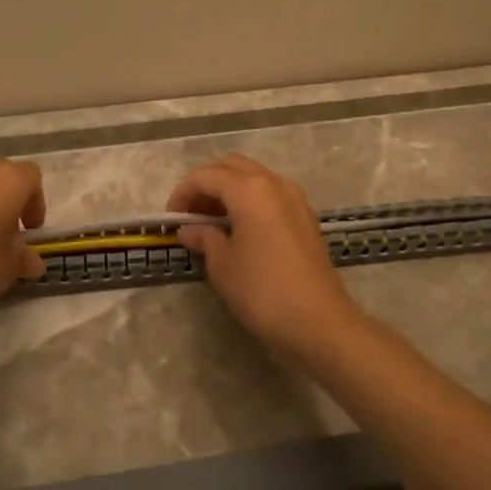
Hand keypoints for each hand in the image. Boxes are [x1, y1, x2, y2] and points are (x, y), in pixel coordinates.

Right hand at [167, 154, 361, 359]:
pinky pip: (270, 194)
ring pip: (254, 177)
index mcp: (250, 189)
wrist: (319, 323)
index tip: (171, 219)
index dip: (182, 193)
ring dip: (229, 190)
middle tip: (191, 215)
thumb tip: (189, 230)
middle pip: (232, 166)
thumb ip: (204, 238)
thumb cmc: (262, 291)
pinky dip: (250, 201)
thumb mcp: (223, 265)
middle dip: (207, 184)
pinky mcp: (306, 216)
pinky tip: (240, 229)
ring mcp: (295, 198)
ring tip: (212, 223)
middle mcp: (274, 183)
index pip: (206, 175)